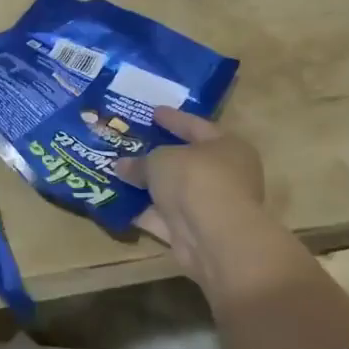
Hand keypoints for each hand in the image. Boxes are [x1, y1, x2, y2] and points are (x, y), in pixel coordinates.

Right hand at [116, 106, 266, 256]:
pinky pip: (165, 217)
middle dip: (159, 155)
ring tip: (119, 173)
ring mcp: (211, 207)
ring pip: (174, 192)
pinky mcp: (195, 234)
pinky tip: (120, 204)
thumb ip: (140, 161)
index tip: (153, 112)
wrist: (213, 236)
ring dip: (150, 186)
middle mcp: (225, 176)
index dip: (173, 119)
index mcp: (228, 147)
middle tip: (133, 144)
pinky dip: (145, 212)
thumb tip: (121, 165)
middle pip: (187, 161)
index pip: (197, 126)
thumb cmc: (195, 179)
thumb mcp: (161, 160)